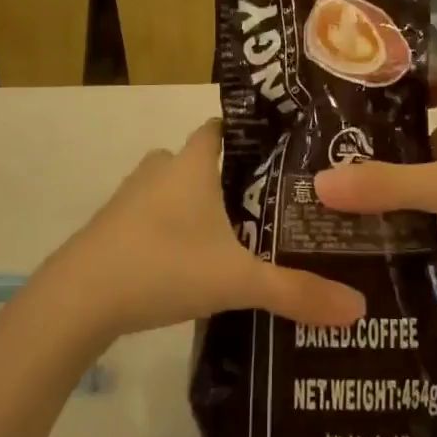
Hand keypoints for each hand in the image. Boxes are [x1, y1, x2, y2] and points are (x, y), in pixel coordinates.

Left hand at [43, 120, 365, 342]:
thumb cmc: (162, 266)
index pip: (220, 128)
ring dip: (195, 206)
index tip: (277, 150)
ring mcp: (129, 199)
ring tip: (232, 235)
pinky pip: (149, 218)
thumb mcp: (237, 281)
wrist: (77, 300)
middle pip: (197, 160)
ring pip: (171, 190)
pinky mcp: (110, 230)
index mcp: (191, 164)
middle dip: (226, 177)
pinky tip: (188, 264)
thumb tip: (359, 308)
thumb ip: (295, 292)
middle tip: (265, 202)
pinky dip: (169, 231)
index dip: (246, 134)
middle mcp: (160, 170)